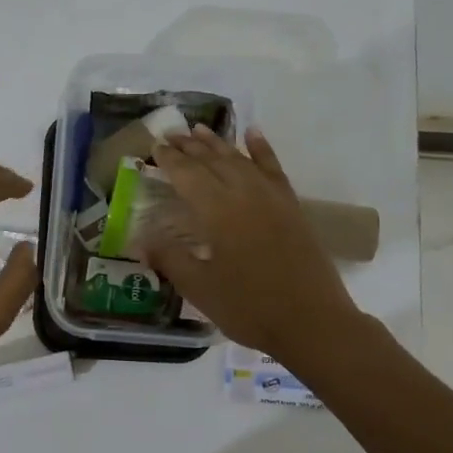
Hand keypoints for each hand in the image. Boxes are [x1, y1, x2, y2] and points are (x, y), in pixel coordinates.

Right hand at [144, 128, 360, 362]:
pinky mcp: (292, 206)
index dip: (169, 160)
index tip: (154, 146)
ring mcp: (272, 197)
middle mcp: (244, 194)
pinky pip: (273, 168)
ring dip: (218, 143)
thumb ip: (170, 259)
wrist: (313, 322)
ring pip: (240, 160)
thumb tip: (139, 240)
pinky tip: (253, 134)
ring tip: (200, 130)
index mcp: (218, 211)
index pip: (187, 175)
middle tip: (170, 134)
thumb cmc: (250, 308)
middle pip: (213, 161)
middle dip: (189, 146)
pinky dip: (262, 149)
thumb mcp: (200, 289)